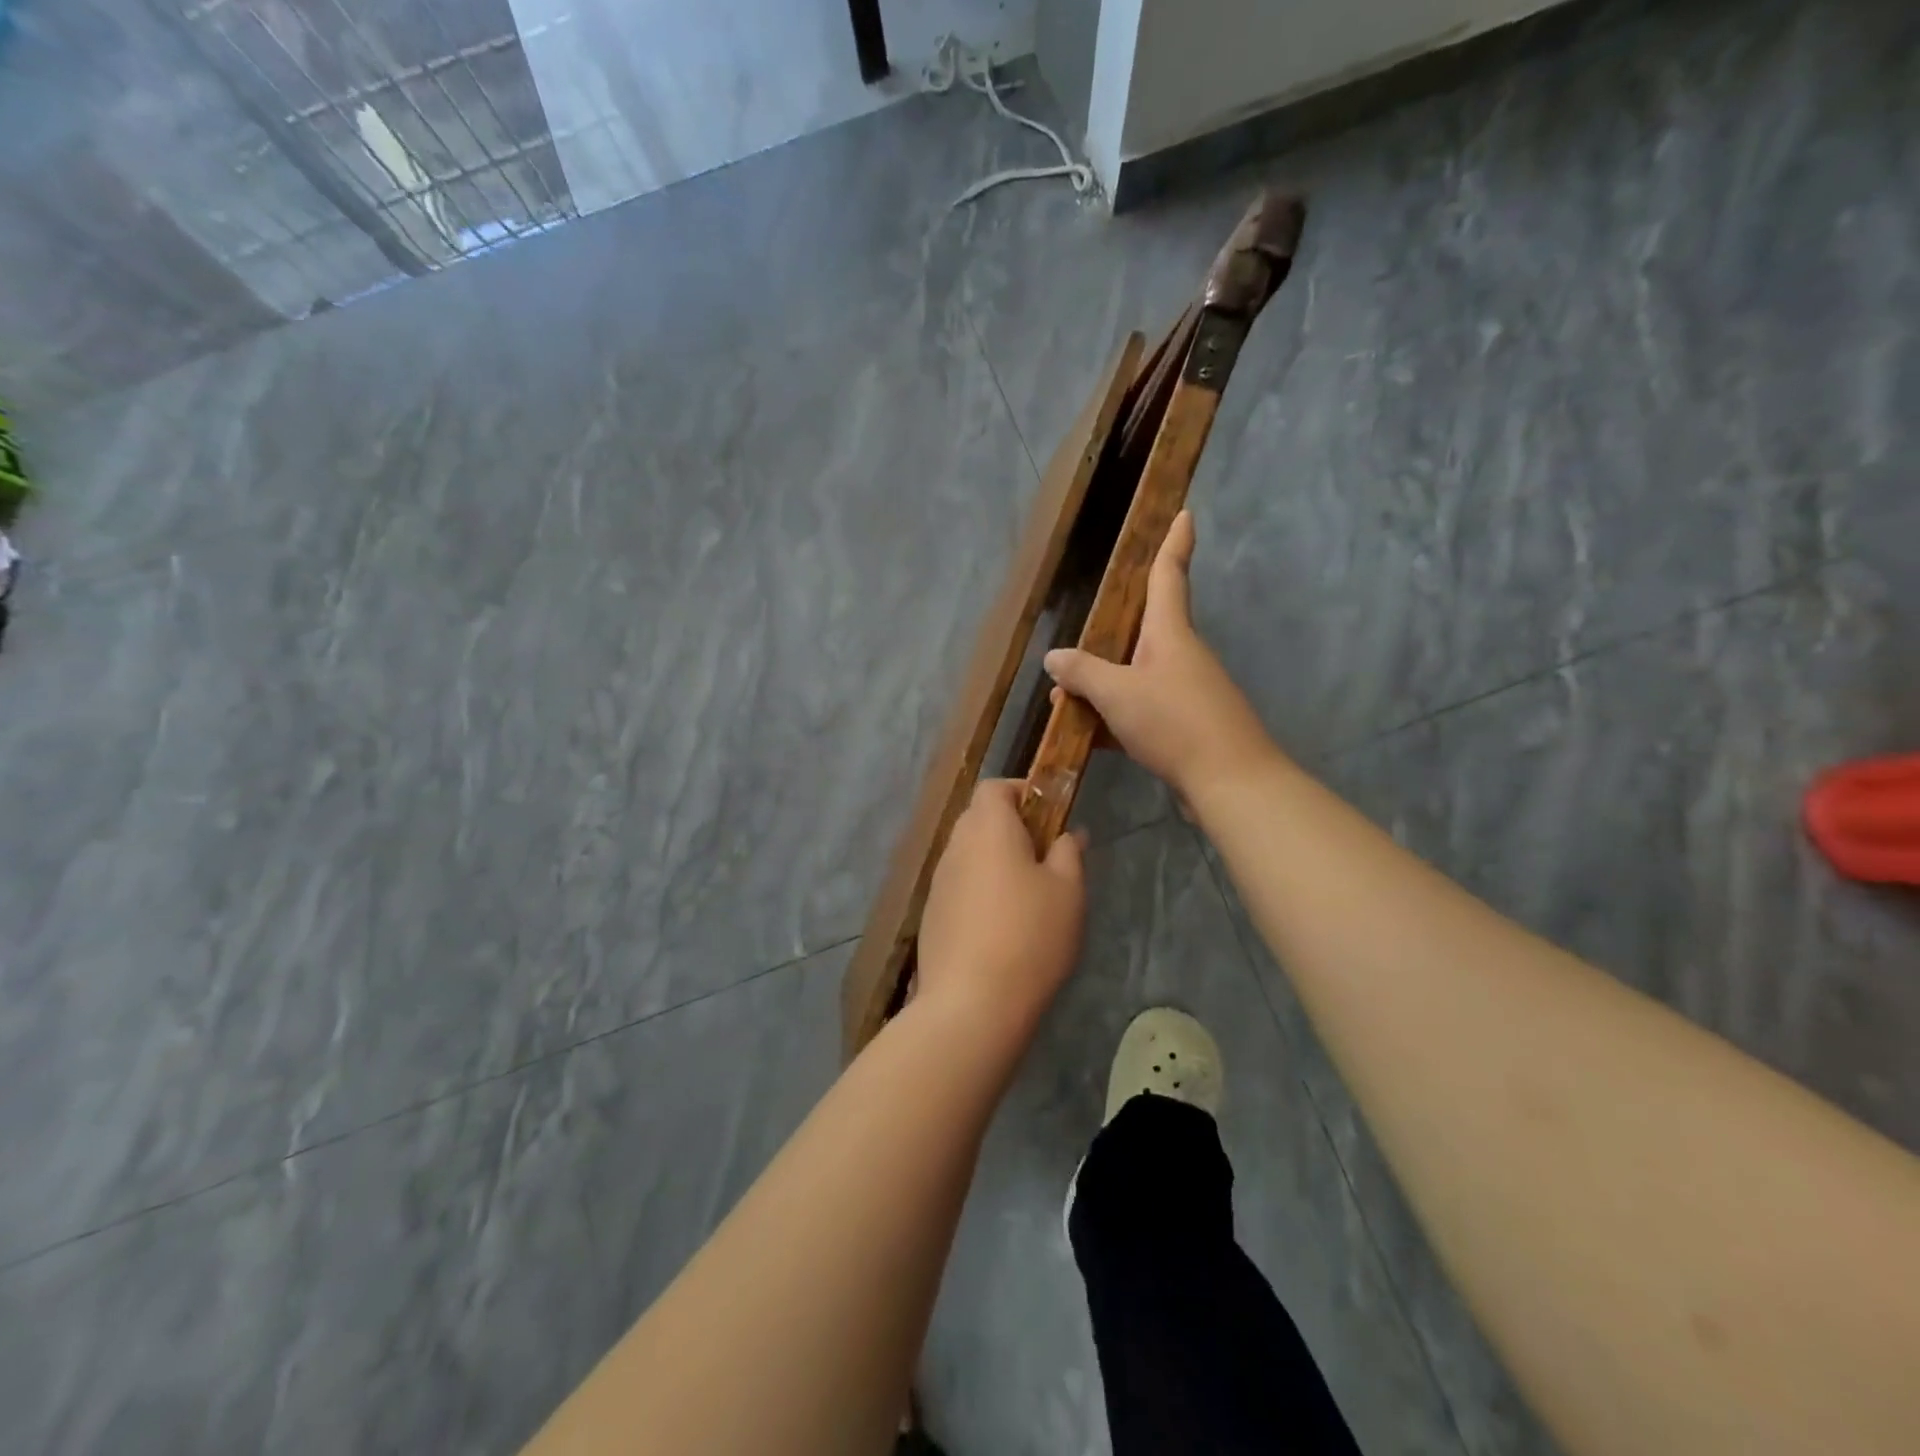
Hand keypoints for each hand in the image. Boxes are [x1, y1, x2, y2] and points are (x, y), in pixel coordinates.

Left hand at [917, 780, 1086, 1033]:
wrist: (971, 1003)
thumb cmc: (1030, 936)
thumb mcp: (1068, 891)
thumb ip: (1069, 853)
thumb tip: (1068, 834)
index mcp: (988, 828)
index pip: (995, 787)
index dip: (1022, 792)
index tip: (1049, 815)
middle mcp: (956, 846)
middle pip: (979, 818)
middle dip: (1010, 828)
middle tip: (1044, 857)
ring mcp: (938, 881)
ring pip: (968, 854)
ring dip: (994, 861)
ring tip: (1027, 896)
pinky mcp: (931, 914)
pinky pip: (959, 886)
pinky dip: (979, 890)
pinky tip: (1001, 926)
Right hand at [1044, 511, 1279, 804]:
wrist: (1230, 782)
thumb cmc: (1175, 723)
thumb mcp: (1118, 694)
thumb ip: (1083, 672)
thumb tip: (1054, 657)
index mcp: (1170, 634)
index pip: (1169, 577)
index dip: (1174, 544)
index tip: (1185, 513)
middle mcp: (1182, 656)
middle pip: (1142, 632)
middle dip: (1108, 636)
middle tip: (1075, 647)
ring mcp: (1186, 692)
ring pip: (1136, 676)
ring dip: (1103, 685)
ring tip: (1064, 700)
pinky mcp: (1186, 726)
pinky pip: (1142, 710)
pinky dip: (1115, 717)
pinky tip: (1088, 735)